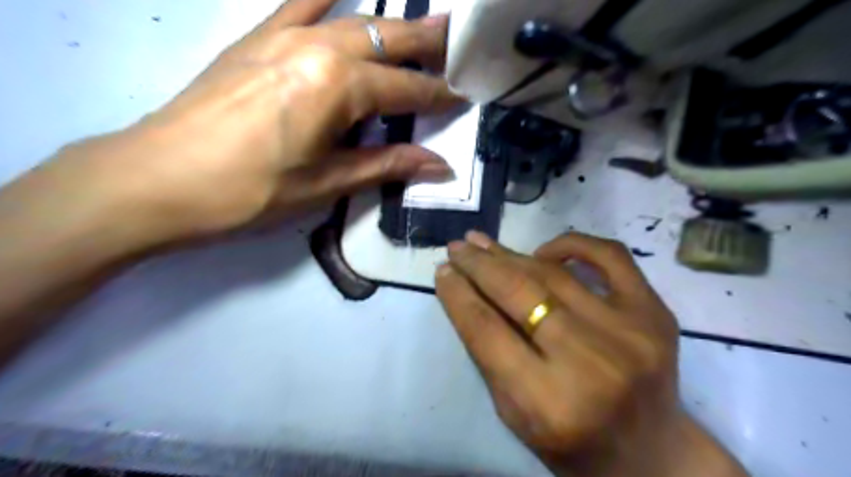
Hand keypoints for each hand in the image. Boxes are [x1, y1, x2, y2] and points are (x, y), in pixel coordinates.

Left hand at [56, 0, 462, 240]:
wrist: (160, 178)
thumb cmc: (252, 191)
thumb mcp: (327, 183)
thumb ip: (387, 165)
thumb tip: (439, 165)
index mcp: (339, 86)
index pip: (406, 89)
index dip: (439, 95)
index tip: (465, 95)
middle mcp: (319, 47)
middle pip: (388, 39)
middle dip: (428, 42)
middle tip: (459, 40)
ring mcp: (284, 35)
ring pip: (354, 21)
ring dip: (391, 25)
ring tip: (420, 26)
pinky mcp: (256, 38)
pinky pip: (297, 2)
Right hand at [436, 229, 746, 473]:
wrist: (650, 451)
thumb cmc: (571, 440)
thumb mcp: (513, 411)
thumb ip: (488, 351)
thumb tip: (464, 290)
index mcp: (548, 401)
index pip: (486, 329)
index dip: (457, 295)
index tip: (441, 271)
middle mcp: (590, 362)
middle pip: (518, 292)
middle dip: (479, 264)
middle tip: (457, 248)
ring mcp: (630, 331)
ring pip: (553, 272)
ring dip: (510, 254)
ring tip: (482, 242)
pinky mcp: (654, 312)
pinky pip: (609, 255)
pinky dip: (571, 244)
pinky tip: (542, 251)